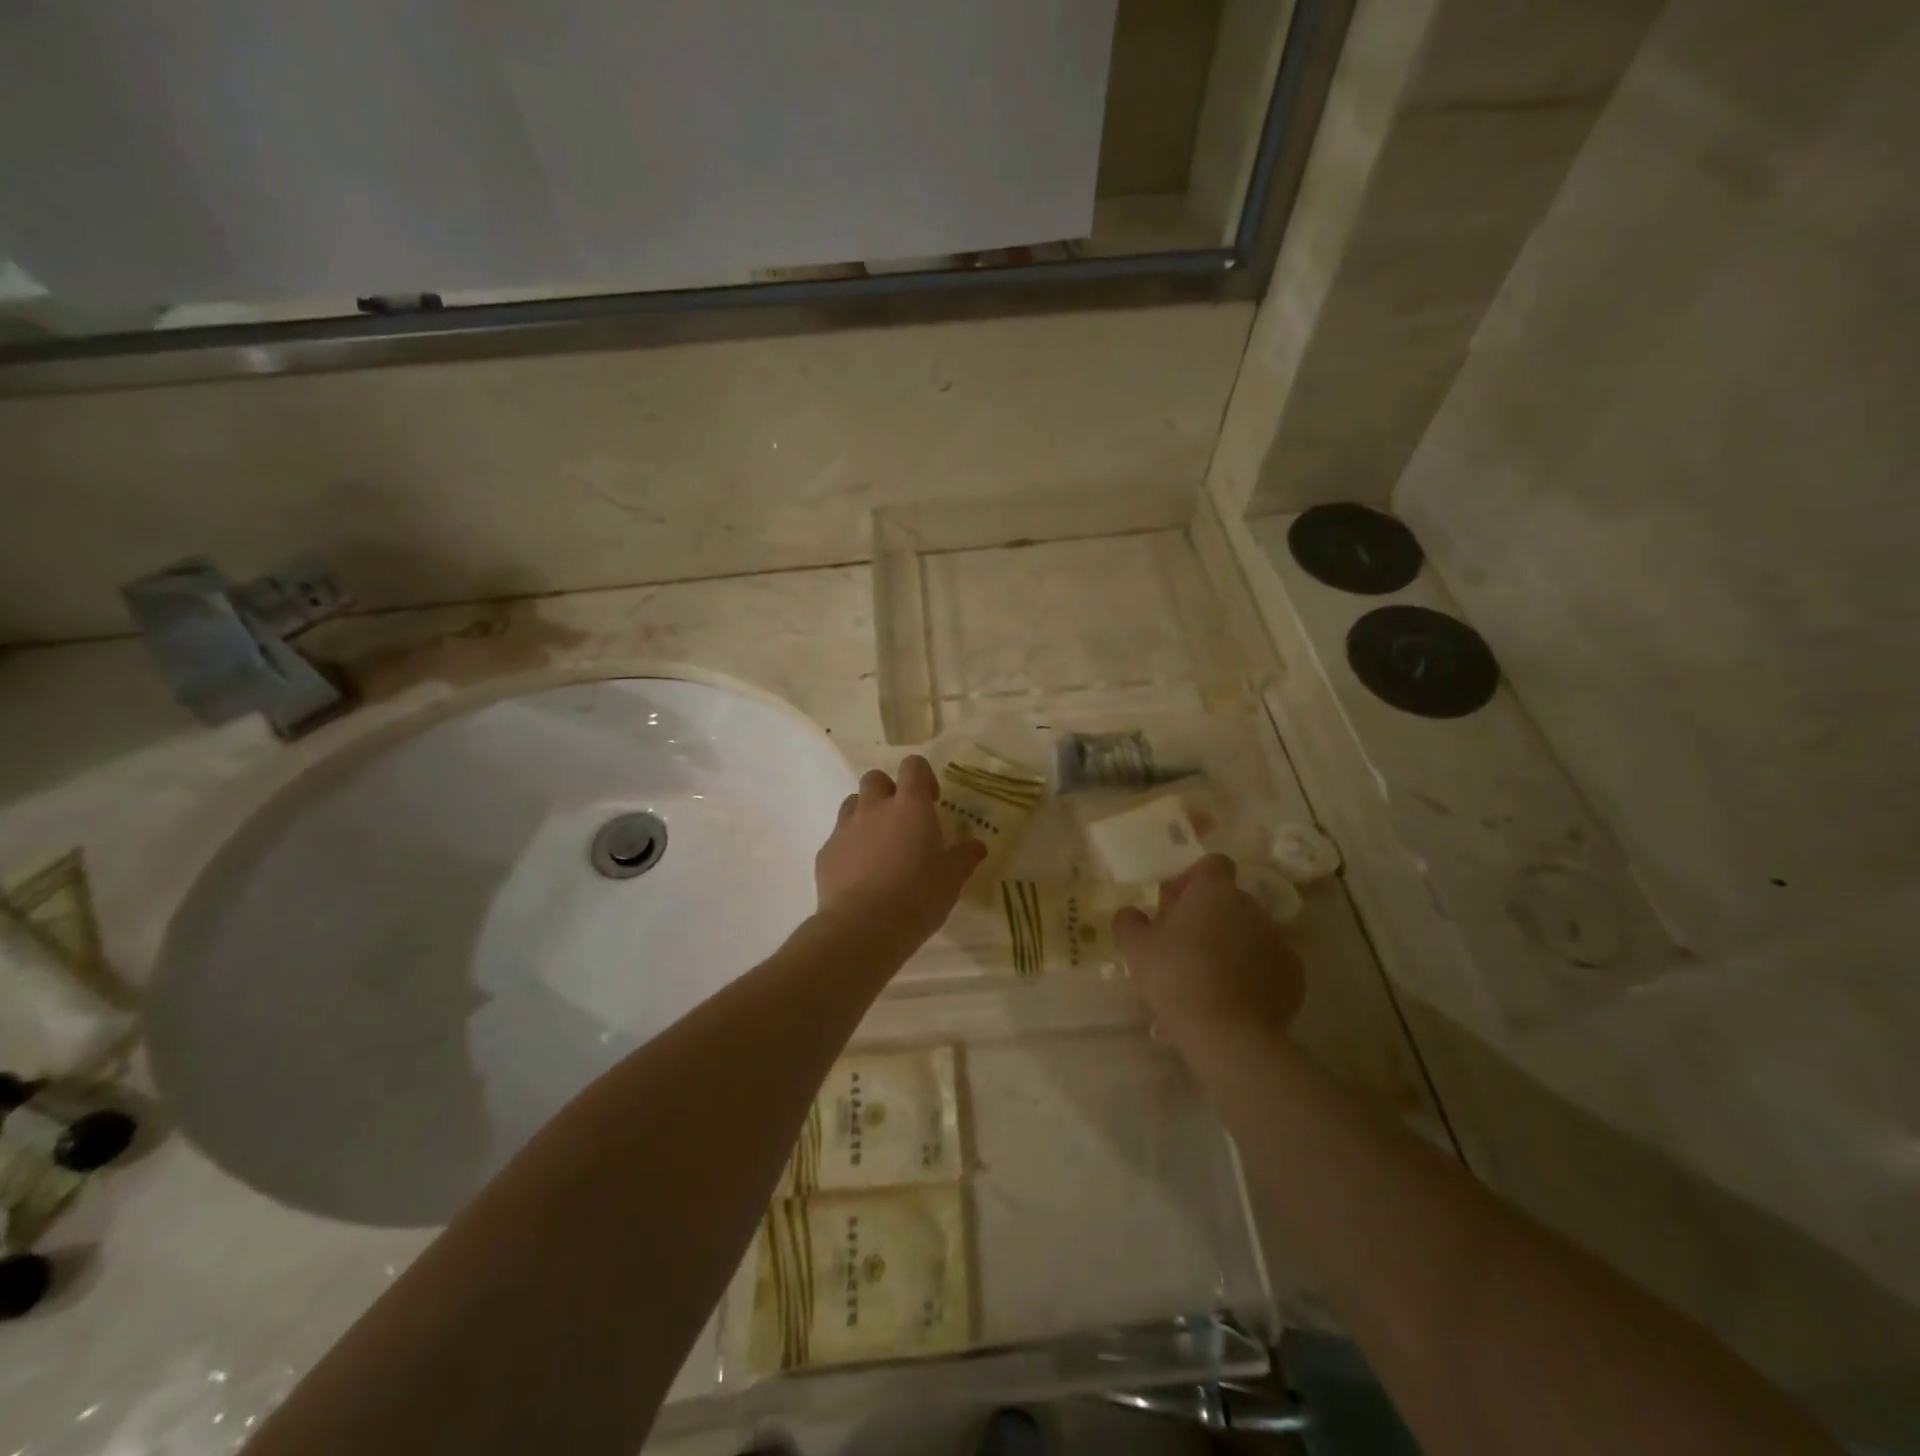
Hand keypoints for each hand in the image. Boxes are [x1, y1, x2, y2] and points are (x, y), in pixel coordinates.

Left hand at [816, 756, 986, 944]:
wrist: (863, 927)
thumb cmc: (917, 896)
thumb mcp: (952, 879)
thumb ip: (964, 856)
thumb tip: (976, 845)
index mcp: (910, 806)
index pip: (913, 766)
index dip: (922, 776)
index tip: (931, 800)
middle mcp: (874, 808)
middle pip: (875, 778)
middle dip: (887, 792)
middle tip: (901, 821)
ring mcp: (845, 828)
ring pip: (852, 804)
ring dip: (865, 815)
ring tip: (878, 846)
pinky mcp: (825, 853)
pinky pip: (837, 838)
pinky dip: (848, 848)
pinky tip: (859, 874)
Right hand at [1113, 854, 1303, 1044]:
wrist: (1226, 1031)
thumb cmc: (1175, 976)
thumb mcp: (1135, 947)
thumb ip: (1129, 921)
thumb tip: (1131, 913)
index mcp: (1215, 891)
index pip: (1213, 864)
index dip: (1192, 879)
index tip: (1174, 906)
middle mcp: (1251, 906)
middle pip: (1231, 900)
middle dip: (1211, 915)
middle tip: (1185, 944)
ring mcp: (1278, 940)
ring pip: (1252, 931)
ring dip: (1233, 943)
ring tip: (1210, 975)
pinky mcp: (1293, 975)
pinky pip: (1270, 963)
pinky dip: (1255, 972)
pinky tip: (1235, 996)